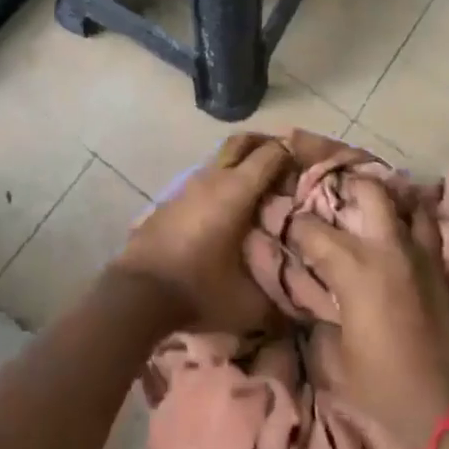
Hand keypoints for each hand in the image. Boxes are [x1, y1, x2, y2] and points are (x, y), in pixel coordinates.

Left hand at [115, 132, 291, 332]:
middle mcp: (213, 177)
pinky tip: (231, 209)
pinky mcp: (173, 198)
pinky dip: (224, 181)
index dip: (294, 154)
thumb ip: (283, 303)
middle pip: (243, 142)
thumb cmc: (198, 290)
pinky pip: (207, 177)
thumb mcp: (250, 304)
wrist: (137, 293)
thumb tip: (307, 306)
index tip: (310, 166)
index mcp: (236, 190)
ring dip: (243, 164)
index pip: (271, 153)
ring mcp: (190, 184)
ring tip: (263, 190)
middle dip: (267, 144)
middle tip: (288, 163)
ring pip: (222, 159)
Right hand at [288, 177, 448, 448]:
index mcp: (355, 268)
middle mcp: (389, 249)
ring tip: (376, 209)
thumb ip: (323, 323)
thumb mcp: (338, 362)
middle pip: (372, 191)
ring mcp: (423, 257)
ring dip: (392, 201)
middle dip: (350, 186)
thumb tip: (317, 306)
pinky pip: (430, 233)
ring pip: (410, 204)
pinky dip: (416, 225)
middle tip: (336, 197)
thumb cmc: (388, 390)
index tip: (287, 228)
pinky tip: (404, 237)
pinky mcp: (446, 273)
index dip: (295, 225)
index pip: (313, 229)